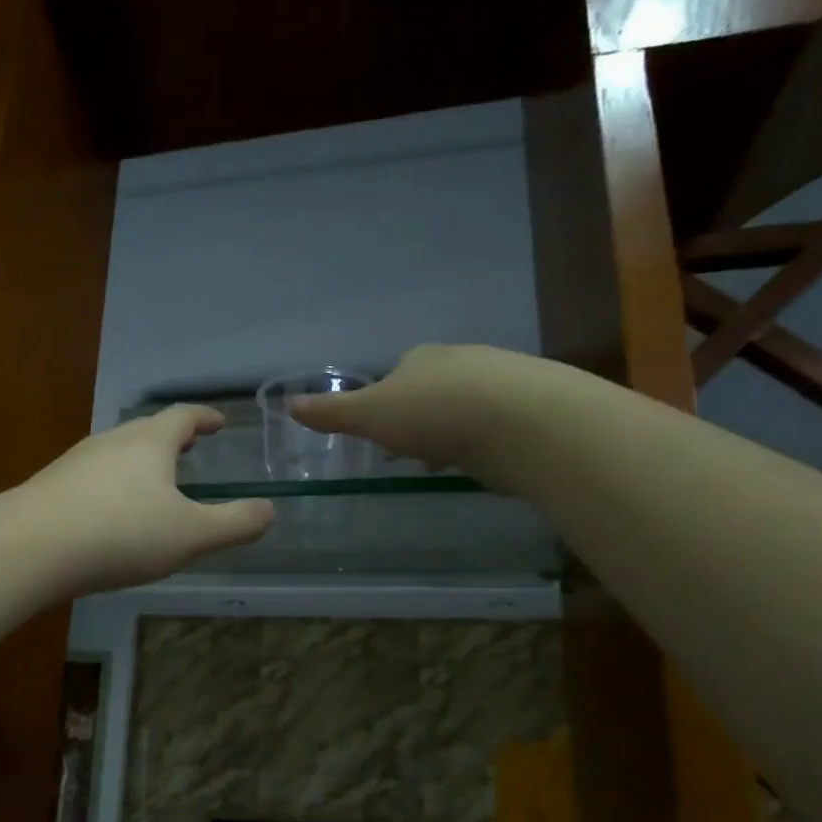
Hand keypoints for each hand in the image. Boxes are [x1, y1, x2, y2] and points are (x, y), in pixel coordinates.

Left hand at [15, 406, 274, 594]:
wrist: (30, 548)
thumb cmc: (121, 533)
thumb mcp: (191, 535)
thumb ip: (235, 523)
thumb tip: (269, 511)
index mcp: (149, 442)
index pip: (183, 416)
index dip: (205, 417)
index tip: (219, 422)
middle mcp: (111, 441)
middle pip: (147, 430)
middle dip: (173, 437)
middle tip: (191, 447)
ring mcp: (76, 462)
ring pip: (118, 452)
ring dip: (142, 461)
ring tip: (155, 481)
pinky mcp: (51, 487)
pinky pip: (94, 477)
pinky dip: (114, 484)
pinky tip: (112, 513)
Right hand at [289, 344, 528, 472]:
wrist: (517, 420)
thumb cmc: (431, 413)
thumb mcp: (369, 415)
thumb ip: (332, 413)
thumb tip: (289, 404)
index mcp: (421, 358)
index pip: (399, 374)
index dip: (388, 403)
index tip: (384, 433)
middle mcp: (462, 360)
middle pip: (434, 389)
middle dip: (422, 419)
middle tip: (415, 451)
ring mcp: (502, 381)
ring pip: (468, 407)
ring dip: (455, 432)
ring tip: (449, 463)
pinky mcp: (532, 408)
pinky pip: (499, 425)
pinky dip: (487, 442)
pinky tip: (485, 462)